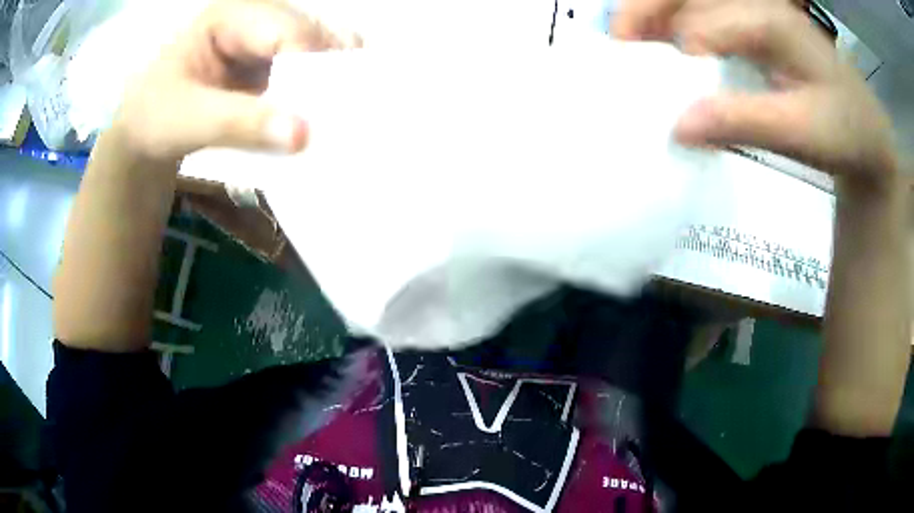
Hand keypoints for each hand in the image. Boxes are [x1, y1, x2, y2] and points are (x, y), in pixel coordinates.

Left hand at [111, 0, 358, 165]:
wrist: (142, 130)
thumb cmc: (153, 117)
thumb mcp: (188, 120)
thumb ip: (241, 124)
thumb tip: (305, 135)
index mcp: (231, 15)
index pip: (288, 31)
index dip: (319, 66)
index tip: (343, 108)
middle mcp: (256, 18)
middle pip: (313, 36)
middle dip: (336, 73)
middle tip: (356, 115)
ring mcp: (266, 40)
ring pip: (318, 53)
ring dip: (333, 85)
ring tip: (350, 119)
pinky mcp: (270, 64)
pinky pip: (307, 74)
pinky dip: (321, 95)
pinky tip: (327, 118)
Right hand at [613, 0, 898, 186]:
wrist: (866, 128)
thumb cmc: (843, 131)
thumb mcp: (801, 132)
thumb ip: (744, 120)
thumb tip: (678, 125)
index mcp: (773, 21)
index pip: (711, 21)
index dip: (681, 46)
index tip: (659, 87)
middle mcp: (760, 3)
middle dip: (648, 7)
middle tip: (620, 39)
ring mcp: (758, 9)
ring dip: (658, 10)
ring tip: (631, 38)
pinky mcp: (758, 22)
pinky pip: (708, 10)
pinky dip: (679, 21)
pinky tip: (666, 41)